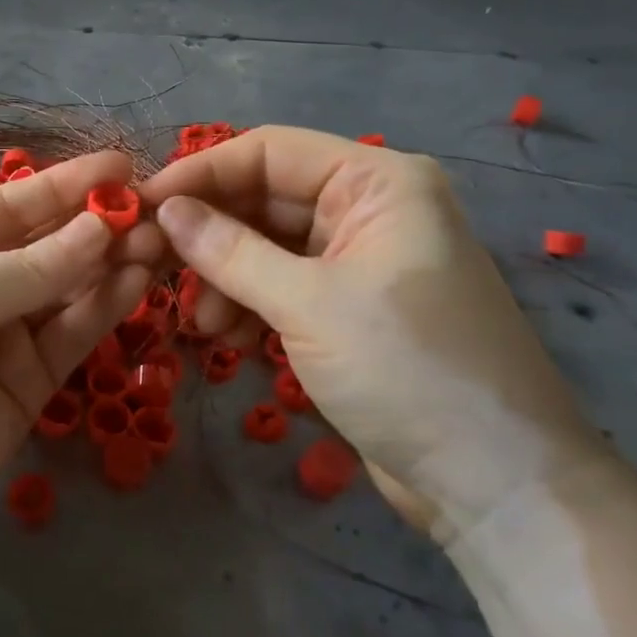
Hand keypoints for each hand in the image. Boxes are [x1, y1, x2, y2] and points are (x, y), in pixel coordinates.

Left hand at [0, 151, 158, 560]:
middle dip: (97, 226)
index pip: (12, 206)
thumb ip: (28, 269)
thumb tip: (101, 227)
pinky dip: (104, 308)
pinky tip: (137, 281)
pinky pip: (72, 336)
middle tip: (156, 210)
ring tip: (158, 241)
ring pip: (68, 290)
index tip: (121, 166)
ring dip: (111, 264)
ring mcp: (3, 337)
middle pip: (47, 246)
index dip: (65, 185)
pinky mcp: (28, 384)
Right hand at [139, 126, 606, 540]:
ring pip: (266, 245)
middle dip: (211, 234)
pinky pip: (281, 285)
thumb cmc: (408, 372)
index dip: (201, 174)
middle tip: (157, 267)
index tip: (141, 205)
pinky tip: (229, 338)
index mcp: (377, 182)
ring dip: (225, 277)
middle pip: (264, 198)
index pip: (269, 151)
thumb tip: (164, 210)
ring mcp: (359, 259)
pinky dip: (248, 304)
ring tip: (201, 322)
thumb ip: (229, 252)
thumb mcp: (308, 304)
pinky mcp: (349, 306)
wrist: (495, 484)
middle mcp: (369, 208)